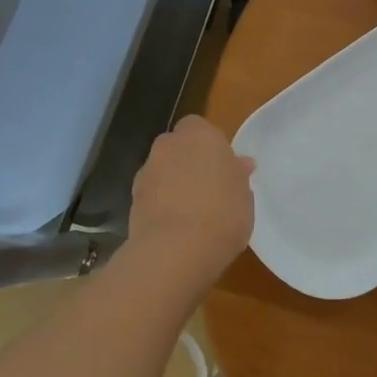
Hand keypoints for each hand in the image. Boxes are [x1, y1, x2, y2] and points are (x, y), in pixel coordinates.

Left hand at [127, 116, 254, 288]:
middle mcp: (168, 146)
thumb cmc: (223, 213)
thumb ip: (238, 175)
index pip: (199, 126)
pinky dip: (160, 204)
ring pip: (162, 171)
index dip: (209, 145)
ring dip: (172, 183)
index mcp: (200, 135)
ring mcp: (146, 173)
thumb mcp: (245, 194)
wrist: (176, 250)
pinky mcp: (132, 201)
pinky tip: (176, 226)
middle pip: (177, 147)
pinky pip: (152, 195)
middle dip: (188, 161)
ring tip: (192, 211)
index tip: (222, 165)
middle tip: (208, 186)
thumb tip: (239, 165)